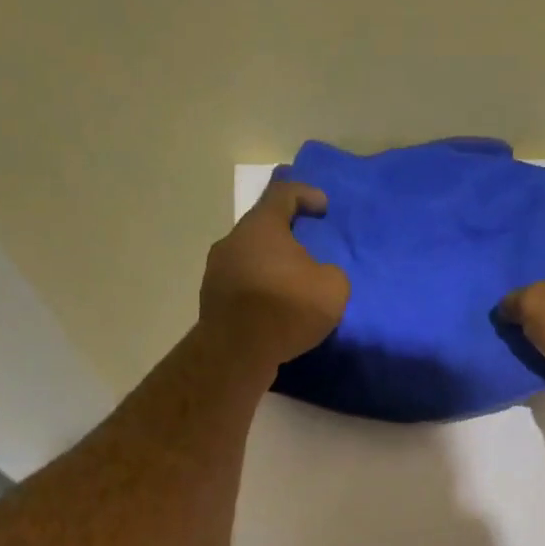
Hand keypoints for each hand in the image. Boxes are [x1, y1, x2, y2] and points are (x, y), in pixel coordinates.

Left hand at [200, 174, 349, 365]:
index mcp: (261, 226)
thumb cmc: (286, 307)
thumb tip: (319, 276)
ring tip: (292, 287)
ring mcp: (216, 272)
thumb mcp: (333, 288)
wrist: (237, 352)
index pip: (282, 193)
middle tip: (308, 252)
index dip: (305, 194)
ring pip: (249, 259)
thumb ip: (331, 273)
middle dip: (286, 237)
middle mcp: (233, 241)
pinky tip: (274, 312)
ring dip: (270, 268)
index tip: (322, 206)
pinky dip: (259, 293)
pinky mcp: (212, 302)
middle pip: (262, 228)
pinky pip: (242, 288)